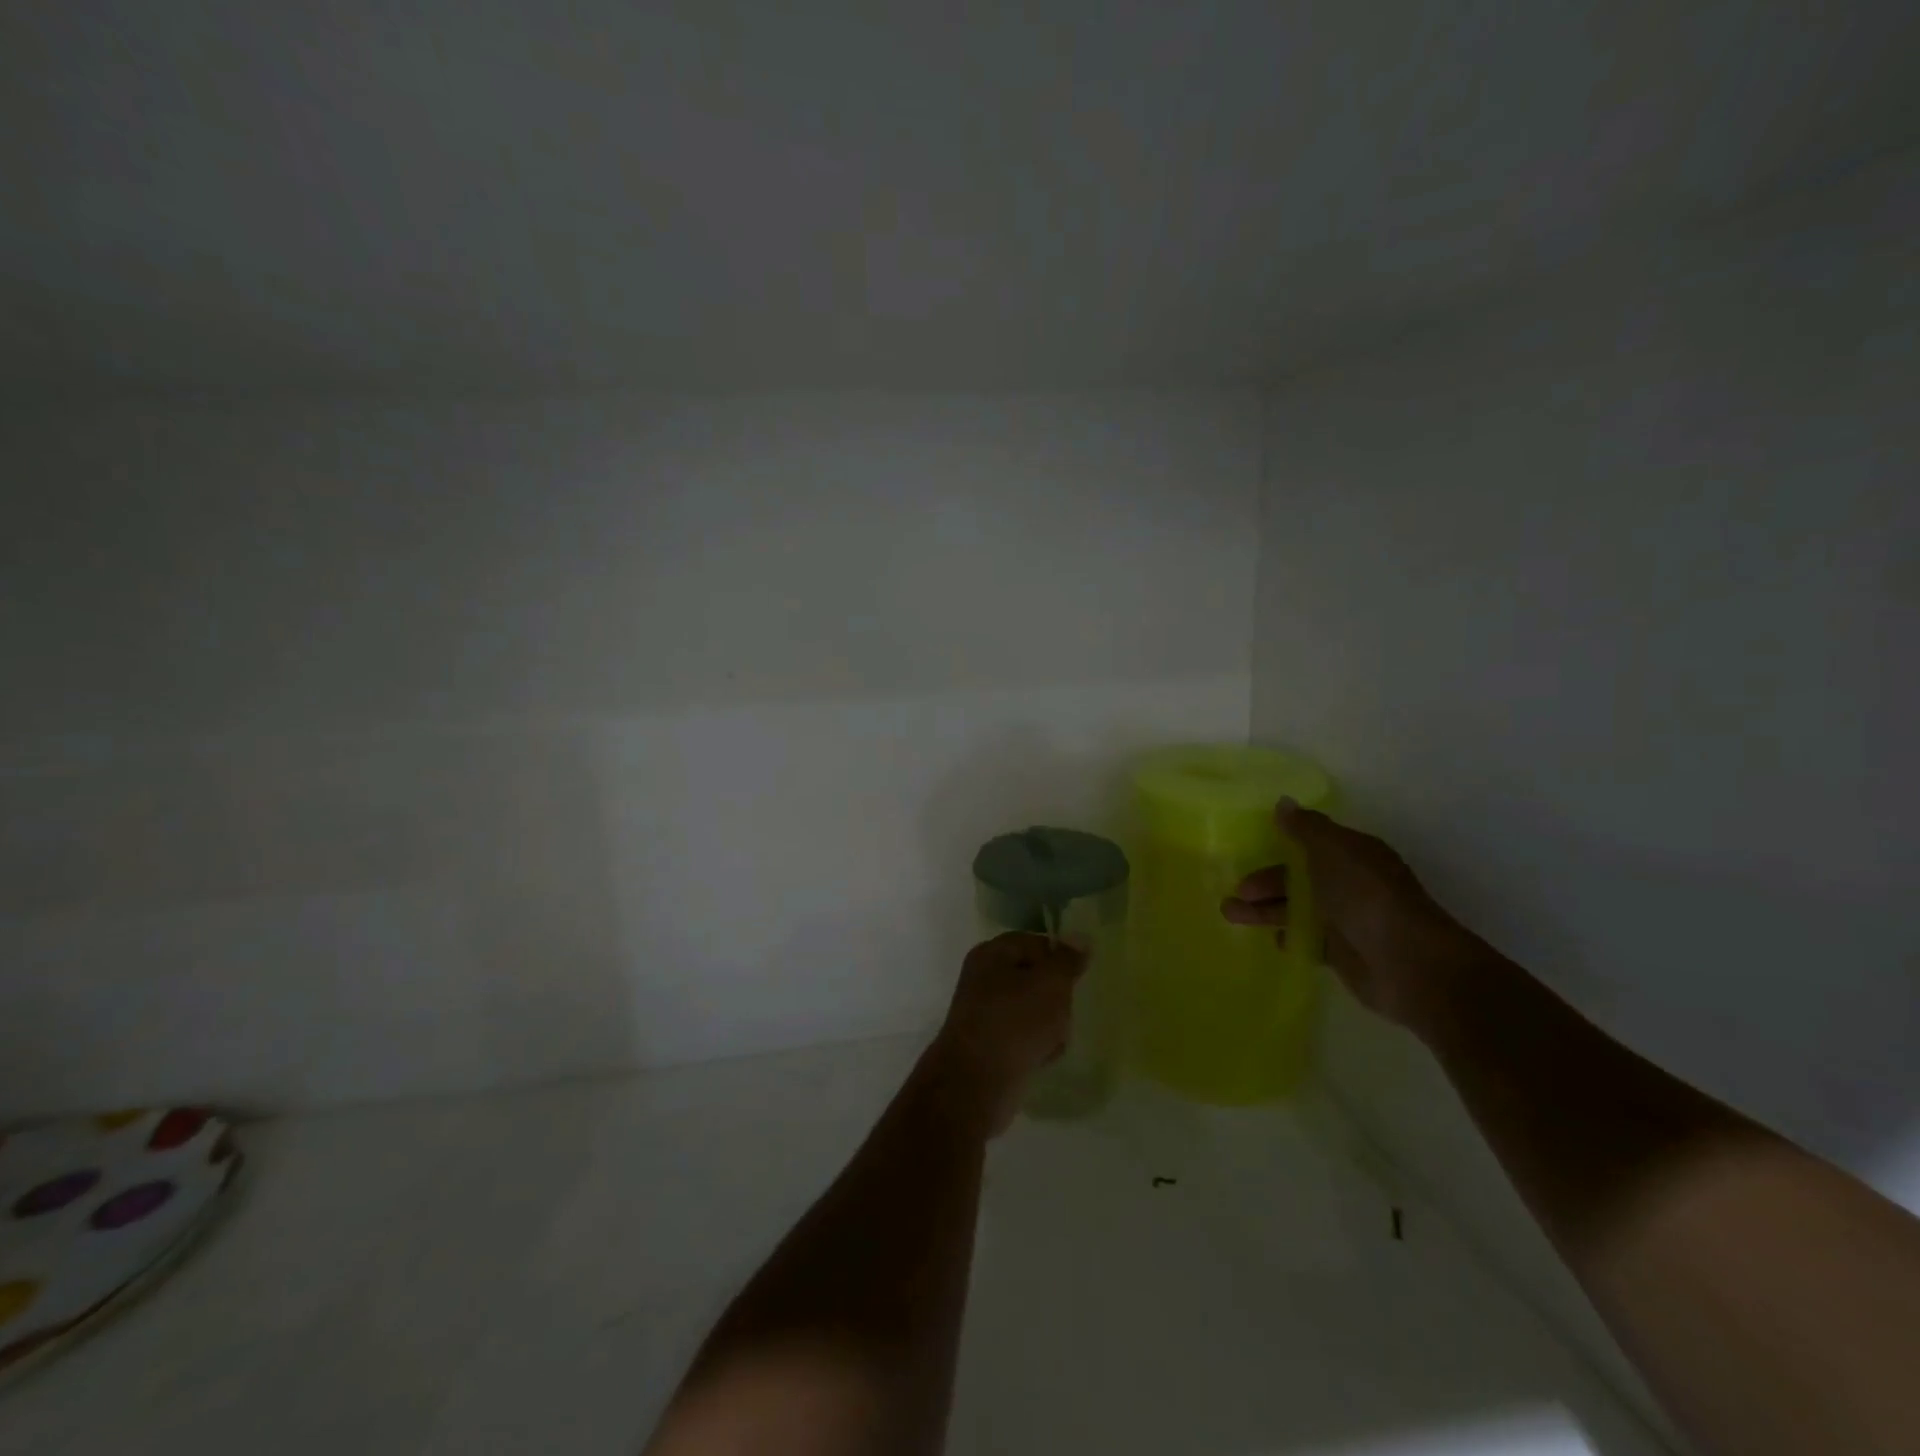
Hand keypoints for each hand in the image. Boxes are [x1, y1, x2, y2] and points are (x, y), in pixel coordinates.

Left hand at [930, 932, 1083, 1134]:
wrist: (977, 1084)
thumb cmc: (1015, 1023)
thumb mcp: (1050, 984)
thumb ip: (1067, 960)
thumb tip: (1080, 938)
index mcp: (992, 953)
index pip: (1035, 943)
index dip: (1060, 958)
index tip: (1078, 979)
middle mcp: (983, 978)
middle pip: (1035, 977)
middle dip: (1056, 996)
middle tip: (1065, 1011)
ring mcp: (984, 1012)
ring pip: (1031, 1009)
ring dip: (1049, 1023)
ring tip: (1054, 1039)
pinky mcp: (989, 1044)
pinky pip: (1022, 1036)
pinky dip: (1036, 1045)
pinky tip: (1043, 1058)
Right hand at [1221, 800, 1473, 1031]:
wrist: (1407, 963)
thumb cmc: (1365, 896)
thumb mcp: (1332, 851)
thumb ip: (1304, 828)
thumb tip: (1283, 803)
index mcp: (1353, 854)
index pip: (1311, 843)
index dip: (1280, 845)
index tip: (1248, 851)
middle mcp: (1350, 883)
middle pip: (1299, 878)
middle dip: (1265, 883)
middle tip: (1235, 892)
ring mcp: (1347, 919)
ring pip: (1298, 909)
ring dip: (1265, 910)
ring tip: (1230, 915)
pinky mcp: (1343, 953)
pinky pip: (1309, 939)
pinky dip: (1290, 937)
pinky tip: (1273, 939)